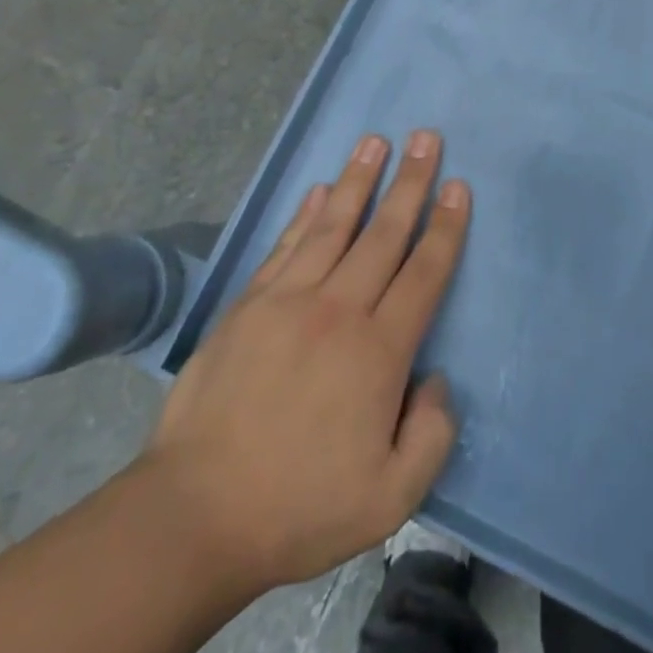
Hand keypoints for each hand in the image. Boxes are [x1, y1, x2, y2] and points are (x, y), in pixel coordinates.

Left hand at [138, 132, 470, 594]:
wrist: (195, 515)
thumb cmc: (299, 506)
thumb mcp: (390, 501)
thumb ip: (431, 436)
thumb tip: (436, 379)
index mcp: (378, 352)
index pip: (424, 273)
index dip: (445, 226)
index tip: (458, 186)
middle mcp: (338, 310)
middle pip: (384, 234)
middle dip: (411, 182)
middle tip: (426, 138)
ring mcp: (289, 301)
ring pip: (335, 226)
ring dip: (360, 180)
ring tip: (376, 140)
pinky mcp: (249, 305)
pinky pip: (286, 245)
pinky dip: (306, 213)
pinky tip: (321, 189)